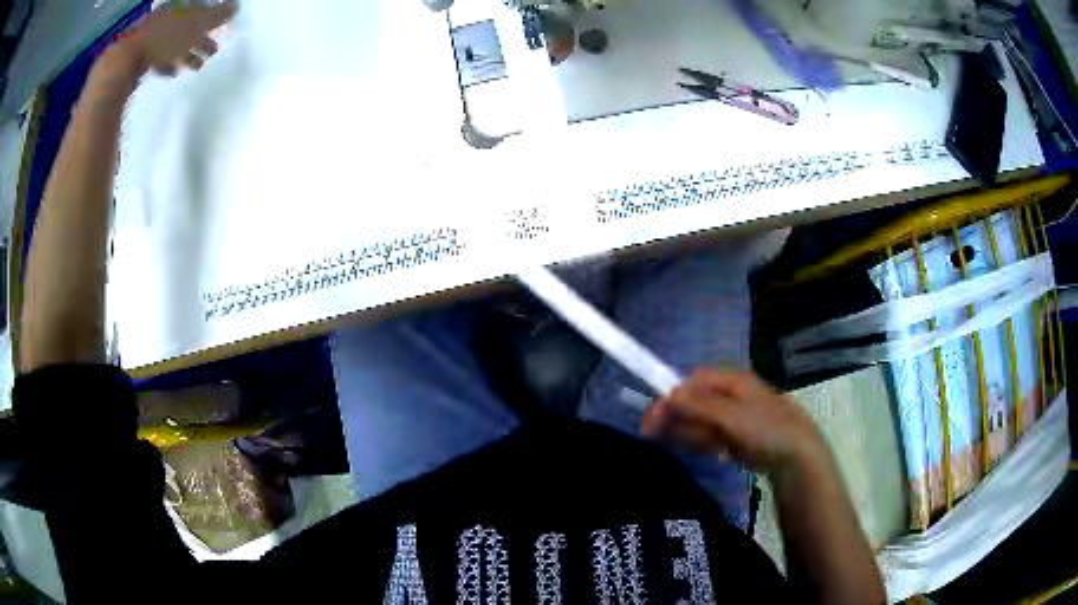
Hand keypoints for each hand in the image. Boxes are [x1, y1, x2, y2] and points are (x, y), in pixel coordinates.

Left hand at [113, 1, 238, 76]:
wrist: (124, 63)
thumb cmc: (162, 40)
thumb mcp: (195, 25)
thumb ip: (217, 15)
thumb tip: (236, 6)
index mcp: (179, 6)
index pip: (200, 8)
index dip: (212, 18)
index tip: (220, 29)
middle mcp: (165, 16)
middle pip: (188, 26)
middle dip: (200, 38)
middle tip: (211, 52)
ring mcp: (150, 36)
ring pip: (174, 42)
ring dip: (186, 53)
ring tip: (194, 67)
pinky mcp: (138, 56)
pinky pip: (158, 57)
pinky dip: (168, 63)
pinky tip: (172, 72)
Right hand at [642, 369, 826, 473]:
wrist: (795, 454)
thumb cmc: (765, 428)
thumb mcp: (731, 416)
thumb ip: (699, 405)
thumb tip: (668, 393)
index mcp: (730, 380)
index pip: (691, 382)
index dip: (671, 398)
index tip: (653, 420)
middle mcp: (729, 394)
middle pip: (693, 402)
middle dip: (677, 419)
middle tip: (657, 438)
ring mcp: (732, 415)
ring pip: (699, 421)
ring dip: (691, 434)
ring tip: (703, 447)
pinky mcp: (734, 434)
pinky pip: (710, 435)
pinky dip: (705, 443)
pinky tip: (714, 452)